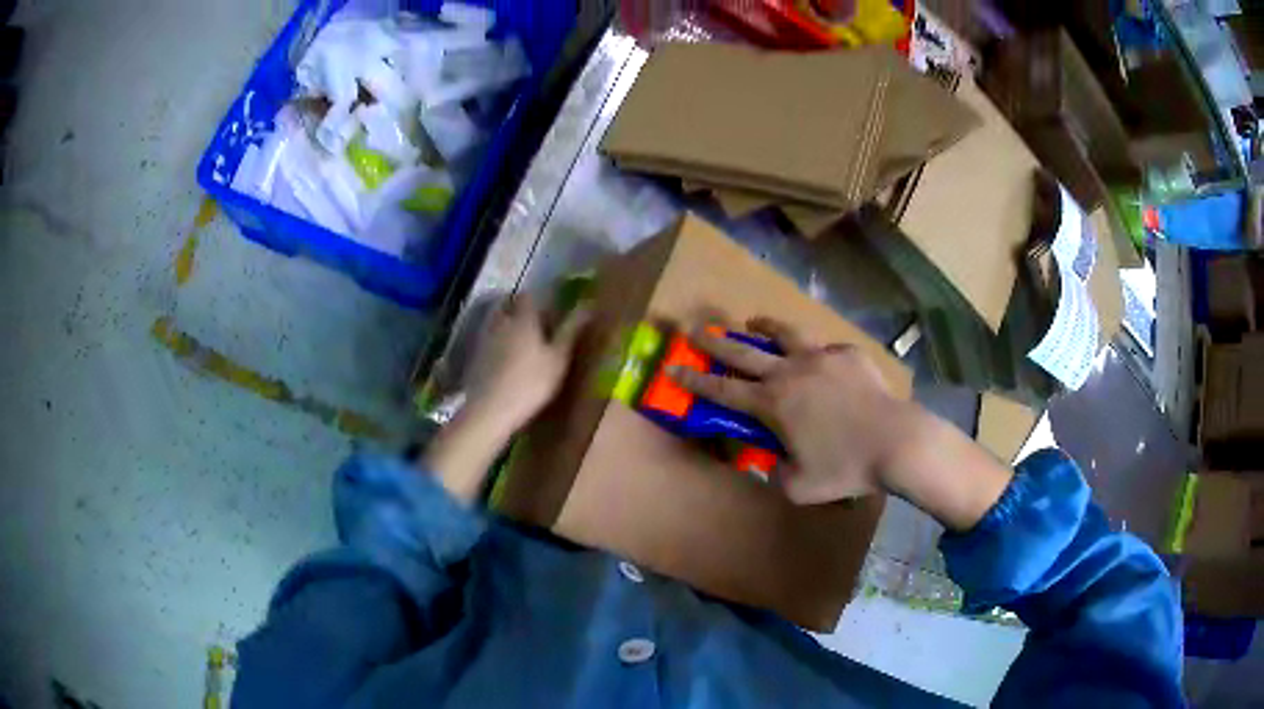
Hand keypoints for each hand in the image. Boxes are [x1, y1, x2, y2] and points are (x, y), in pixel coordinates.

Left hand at [463, 293, 589, 437]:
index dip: (539, 298)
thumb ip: (571, 331)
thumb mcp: (558, 359)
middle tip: (533, 319)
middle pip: (507, 305)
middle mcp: (501, 322)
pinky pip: (487, 340)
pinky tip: (504, 359)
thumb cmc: (531, 383)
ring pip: (495, 321)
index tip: (550, 305)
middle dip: (519, 307)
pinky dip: (496, 342)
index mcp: (523, 319)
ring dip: (506, 323)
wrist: (490, 410)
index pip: (529, 296)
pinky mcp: (475, 357)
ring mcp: (484, 339)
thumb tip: (588, 305)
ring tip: (520, 338)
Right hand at [670, 317, 1012, 529]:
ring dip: (764, 327)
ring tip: (755, 322)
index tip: (672, 366)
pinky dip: (817, 353)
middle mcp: (790, 372)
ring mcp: (821, 357)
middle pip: (744, 352)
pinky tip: (822, 362)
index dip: (694, 379)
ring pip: (785, 334)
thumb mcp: (799, 487)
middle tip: (696, 330)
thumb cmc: (845, 468)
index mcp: (773, 403)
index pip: (722, 389)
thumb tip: (771, 462)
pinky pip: (826, 349)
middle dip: (715, 341)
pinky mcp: (848, 354)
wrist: (895, 442)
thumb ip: (775, 474)